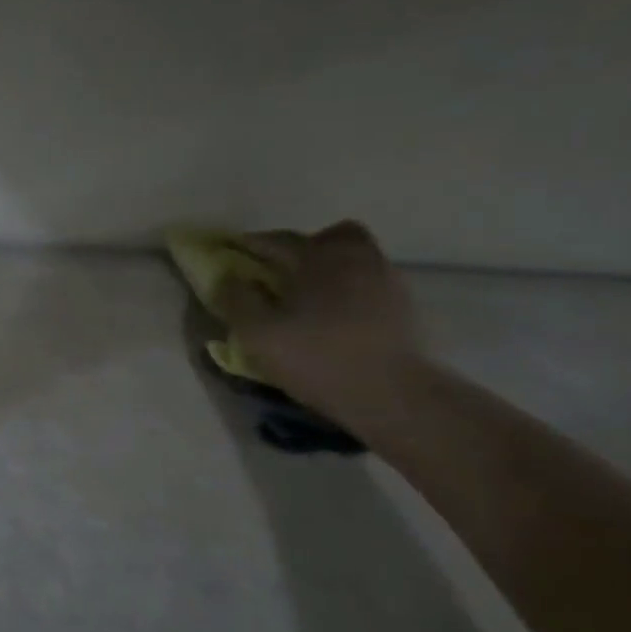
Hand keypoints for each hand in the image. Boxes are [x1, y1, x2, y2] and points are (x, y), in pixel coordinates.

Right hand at [214, 221, 428, 420]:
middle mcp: (356, 258)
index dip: (251, 244)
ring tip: (311, 297)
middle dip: (305, 247)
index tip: (233, 251)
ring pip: (356, 258)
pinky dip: (352, 291)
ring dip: (331, 269)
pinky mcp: (405, 307)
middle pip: (331, 236)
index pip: (276, 240)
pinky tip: (339, 317)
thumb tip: (226, 277)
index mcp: (317, 258)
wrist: (392, 395)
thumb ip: (236, 300)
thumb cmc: (317, 358)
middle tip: (285, 271)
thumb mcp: (257, 333)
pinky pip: (371, 284)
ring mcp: (387, 280)